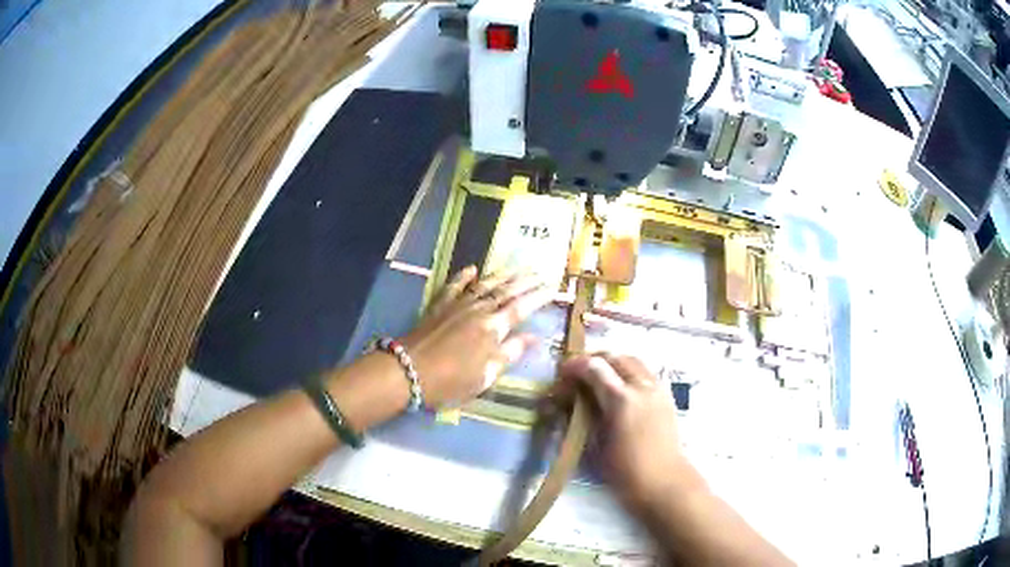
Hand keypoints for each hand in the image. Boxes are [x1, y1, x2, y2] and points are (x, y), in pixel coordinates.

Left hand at [401, 266, 549, 407]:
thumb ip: (510, 353)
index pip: (521, 308)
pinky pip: (454, 285)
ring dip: (502, 274)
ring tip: (517, 267)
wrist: (409, 370)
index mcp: (493, 328)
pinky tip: (473, 268)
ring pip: (484, 285)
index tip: (552, 287)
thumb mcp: (486, 374)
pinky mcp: (439, 305)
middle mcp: (478, 310)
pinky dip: (464, 276)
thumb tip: (535, 338)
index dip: (538, 297)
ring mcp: (457, 305)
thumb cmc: (451, 380)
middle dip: (525, 281)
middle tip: (540, 272)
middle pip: (506, 291)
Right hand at [560, 354, 698, 508]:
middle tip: (577, 375)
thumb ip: (582, 416)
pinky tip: (620, 388)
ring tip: (598, 378)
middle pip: (614, 357)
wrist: (663, 481)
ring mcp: (657, 388)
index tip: (561, 375)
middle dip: (592, 360)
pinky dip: (628, 371)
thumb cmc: (624, 471)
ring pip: (632, 360)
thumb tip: (567, 400)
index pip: (593, 367)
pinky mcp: (666, 395)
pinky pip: (645, 371)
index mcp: (620, 399)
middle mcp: (641, 386)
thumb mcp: (594, 445)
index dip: (574, 366)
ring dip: (612, 363)